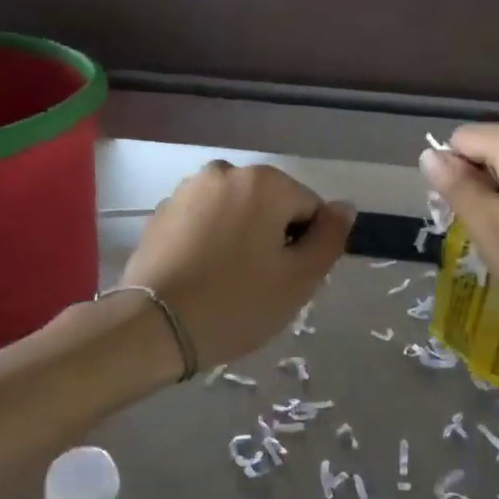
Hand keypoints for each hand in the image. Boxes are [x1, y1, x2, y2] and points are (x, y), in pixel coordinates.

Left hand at [121, 162, 352, 369]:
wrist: (154, 325)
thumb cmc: (237, 303)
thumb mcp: (299, 279)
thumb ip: (330, 238)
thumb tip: (344, 207)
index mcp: (264, 182)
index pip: (309, 208)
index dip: (305, 247)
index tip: (286, 279)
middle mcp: (225, 172)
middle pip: (270, 205)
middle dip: (272, 238)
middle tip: (259, 284)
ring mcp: (188, 189)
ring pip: (235, 212)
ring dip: (240, 237)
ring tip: (226, 281)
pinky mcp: (162, 211)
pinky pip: (203, 221)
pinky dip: (209, 241)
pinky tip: (200, 275)